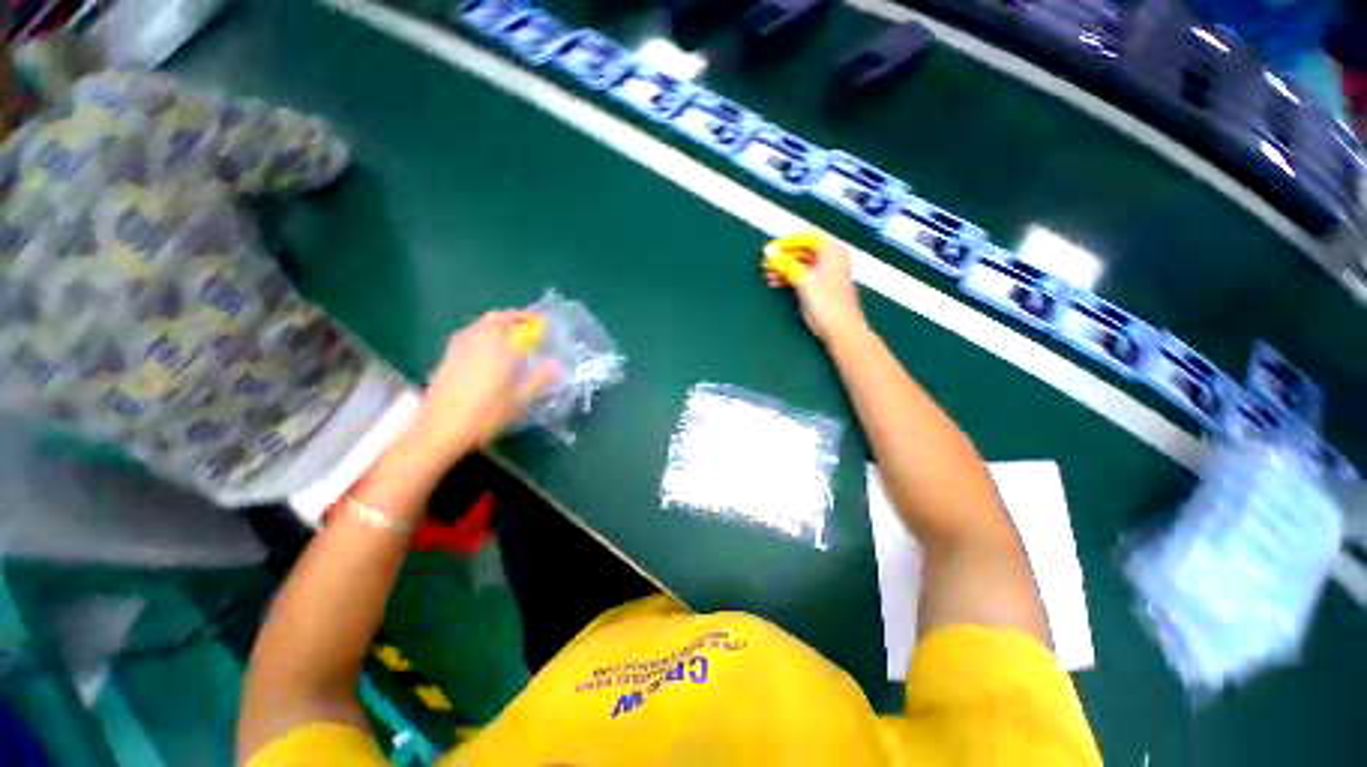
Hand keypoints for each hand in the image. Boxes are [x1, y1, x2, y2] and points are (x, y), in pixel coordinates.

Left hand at [406, 311, 557, 459]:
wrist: (440, 429)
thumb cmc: (485, 416)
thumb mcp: (519, 401)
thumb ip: (539, 379)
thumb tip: (557, 363)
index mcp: (498, 351)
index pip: (516, 324)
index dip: (530, 319)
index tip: (543, 321)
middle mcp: (478, 343)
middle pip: (494, 318)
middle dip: (512, 317)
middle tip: (527, 325)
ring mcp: (459, 349)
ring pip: (478, 325)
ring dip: (495, 323)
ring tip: (509, 334)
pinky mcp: (447, 358)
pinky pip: (467, 335)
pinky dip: (481, 332)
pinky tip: (486, 348)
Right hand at [763, 235, 867, 342]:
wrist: (842, 330)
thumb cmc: (826, 303)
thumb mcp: (803, 280)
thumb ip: (785, 264)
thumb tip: (770, 252)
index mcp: (832, 252)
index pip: (807, 237)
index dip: (787, 242)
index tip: (771, 248)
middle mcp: (832, 259)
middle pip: (804, 251)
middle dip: (784, 256)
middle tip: (766, 262)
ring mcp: (828, 274)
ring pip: (802, 264)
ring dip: (784, 268)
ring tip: (768, 274)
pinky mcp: (823, 288)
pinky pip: (804, 276)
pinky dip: (790, 277)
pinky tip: (776, 282)